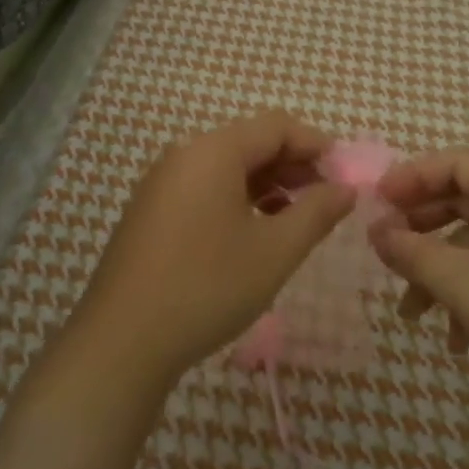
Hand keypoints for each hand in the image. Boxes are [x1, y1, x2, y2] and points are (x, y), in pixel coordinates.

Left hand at [74, 112, 354, 383]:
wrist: (121, 341)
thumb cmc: (207, 286)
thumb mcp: (275, 251)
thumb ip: (317, 212)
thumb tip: (346, 188)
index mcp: (213, 151)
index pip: (276, 126)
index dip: (316, 144)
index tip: (345, 175)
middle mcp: (184, 155)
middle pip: (250, 142)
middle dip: (293, 165)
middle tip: (327, 199)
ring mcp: (161, 183)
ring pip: (226, 167)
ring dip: (267, 184)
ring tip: (296, 218)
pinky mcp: (151, 212)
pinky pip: (204, 188)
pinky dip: (237, 199)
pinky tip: (254, 232)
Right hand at [371, 149, 468, 412]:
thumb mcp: (463, 283)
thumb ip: (413, 251)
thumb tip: (376, 231)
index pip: (455, 162)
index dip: (410, 178)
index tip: (376, 205)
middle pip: (465, 199)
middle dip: (420, 227)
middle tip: (385, 249)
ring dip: (440, 270)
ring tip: (410, 313)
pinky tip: (457, 339)